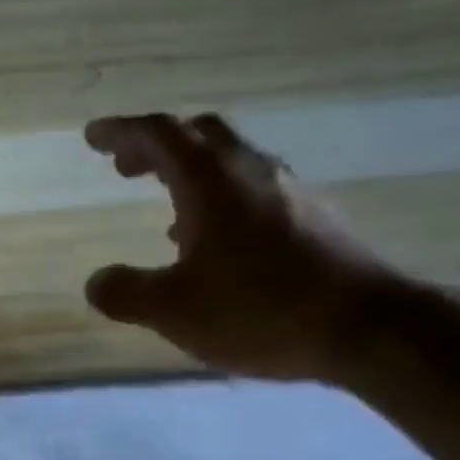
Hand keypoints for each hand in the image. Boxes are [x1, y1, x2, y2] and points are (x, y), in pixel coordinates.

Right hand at [83, 113, 397, 382]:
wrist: (365, 326)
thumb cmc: (259, 311)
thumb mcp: (174, 311)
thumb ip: (127, 294)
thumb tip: (97, 282)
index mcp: (211, 182)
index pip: (160, 136)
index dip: (123, 132)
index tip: (94, 136)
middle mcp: (251, 173)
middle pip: (200, 136)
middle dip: (158, 146)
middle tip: (127, 166)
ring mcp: (289, 192)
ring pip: (231, 162)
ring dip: (192, 173)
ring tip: (166, 207)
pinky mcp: (314, 219)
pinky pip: (256, 192)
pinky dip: (223, 200)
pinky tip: (219, 244)